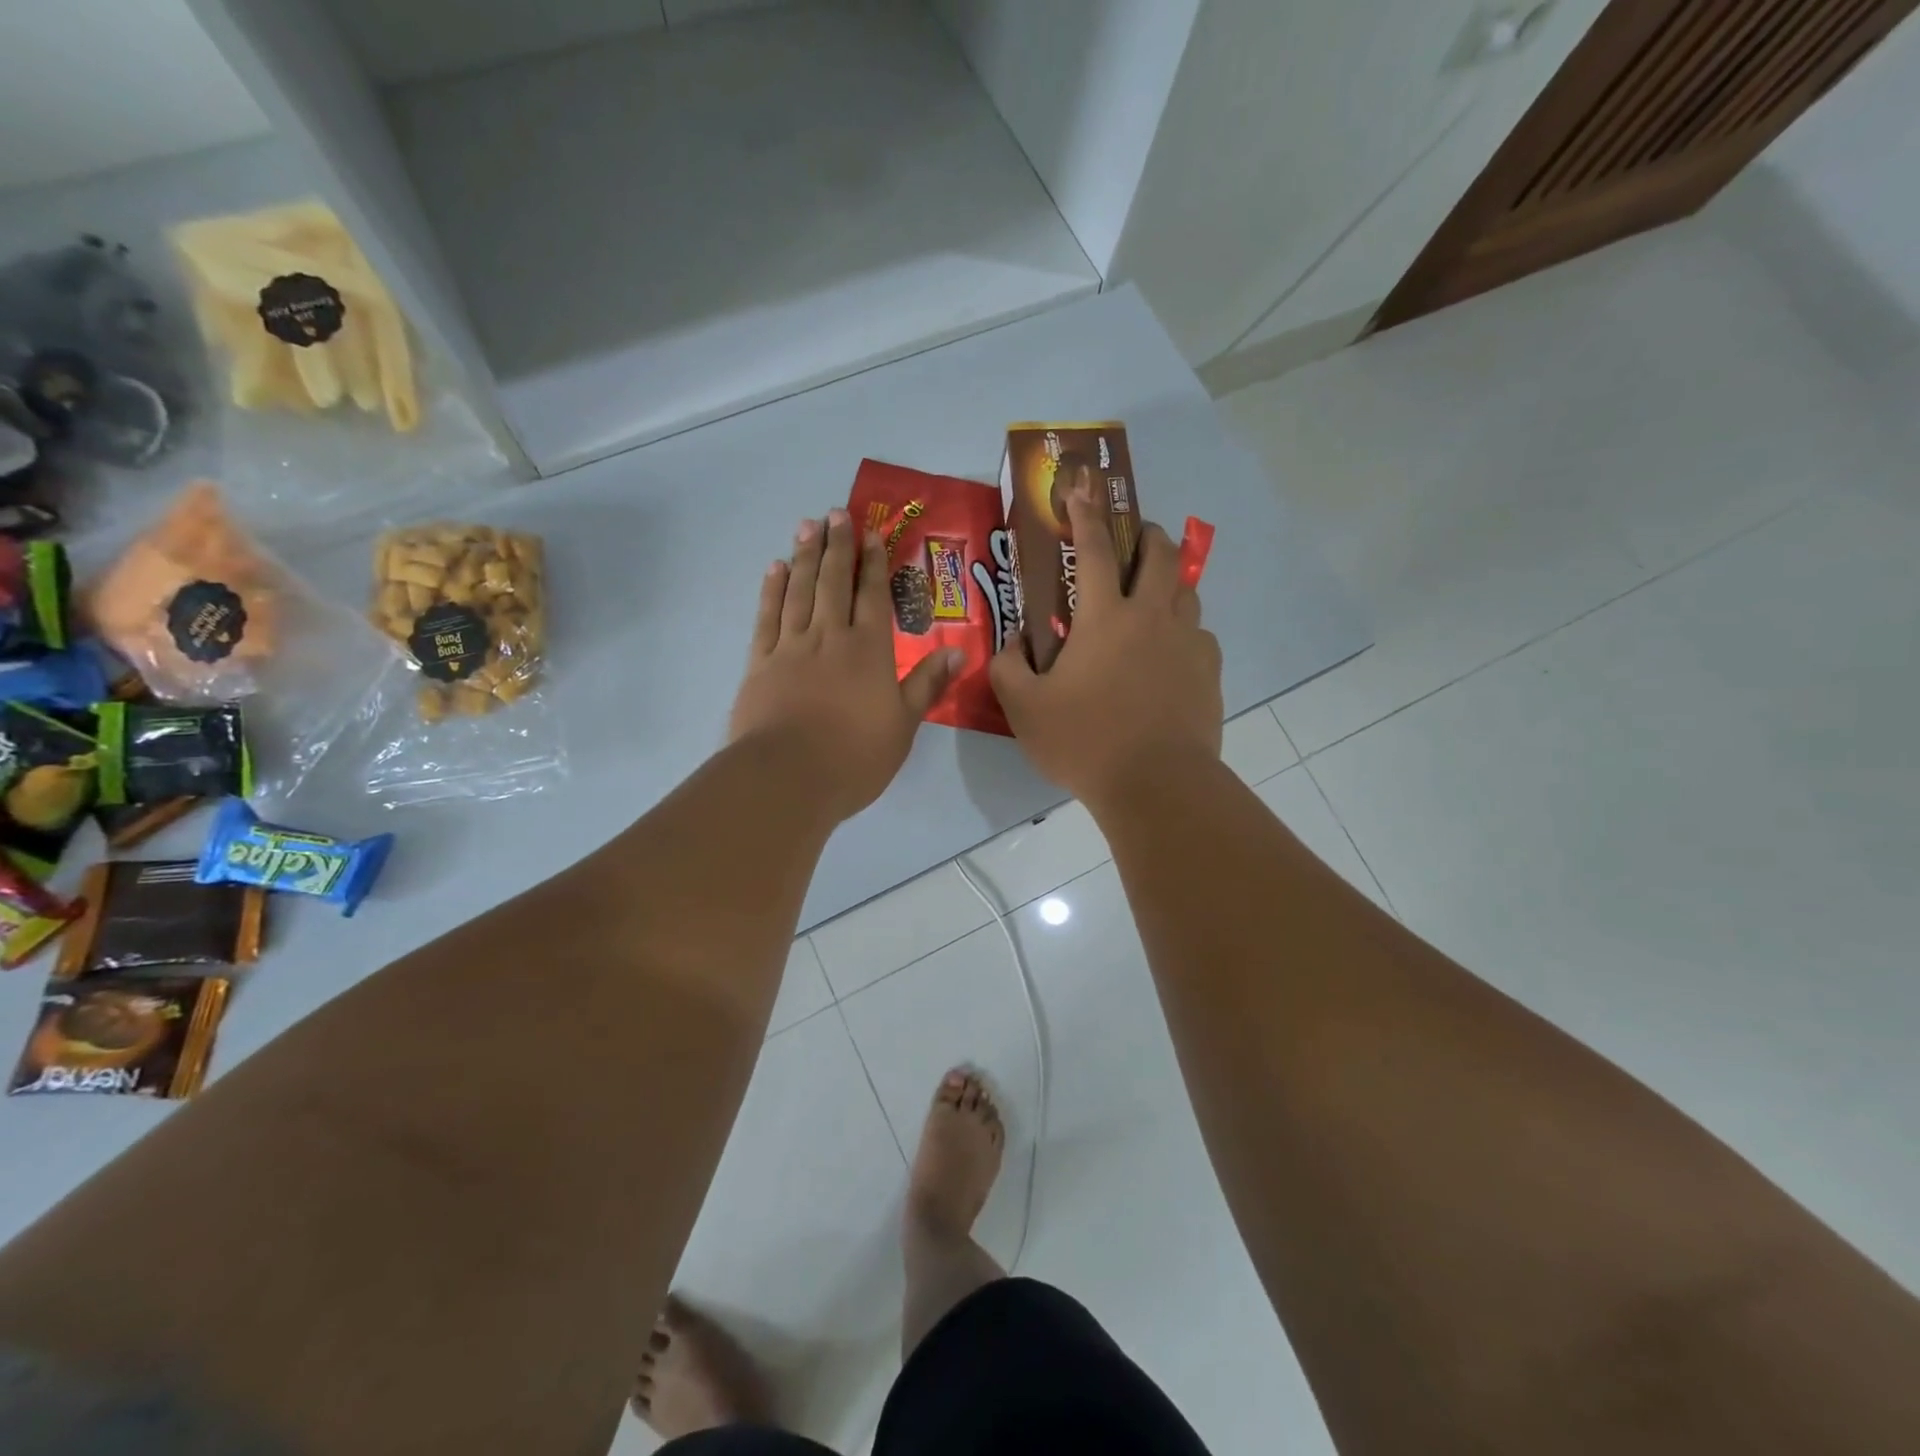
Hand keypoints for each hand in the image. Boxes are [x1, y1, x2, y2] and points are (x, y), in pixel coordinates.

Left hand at [730, 509, 958, 820]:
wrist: (787, 777)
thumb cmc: (854, 757)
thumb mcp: (903, 725)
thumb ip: (926, 684)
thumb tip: (958, 651)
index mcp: (868, 651)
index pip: (872, 596)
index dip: (872, 562)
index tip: (871, 531)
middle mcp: (829, 637)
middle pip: (832, 582)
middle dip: (836, 546)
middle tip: (835, 513)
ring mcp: (791, 647)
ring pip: (798, 590)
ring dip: (803, 556)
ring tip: (806, 526)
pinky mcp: (760, 663)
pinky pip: (767, 617)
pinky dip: (771, 590)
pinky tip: (774, 569)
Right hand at [991, 482, 1222, 813]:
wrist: (1157, 785)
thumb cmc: (1085, 742)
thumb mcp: (1024, 709)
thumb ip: (1008, 669)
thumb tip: (1011, 646)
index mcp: (1104, 618)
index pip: (1092, 549)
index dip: (1084, 512)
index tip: (1081, 484)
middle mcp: (1151, 617)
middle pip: (1160, 555)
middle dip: (1147, 535)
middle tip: (1134, 540)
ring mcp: (1188, 643)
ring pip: (1187, 590)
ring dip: (1168, 580)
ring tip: (1151, 596)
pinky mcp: (1210, 672)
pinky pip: (1199, 635)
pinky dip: (1183, 630)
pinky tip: (1170, 655)